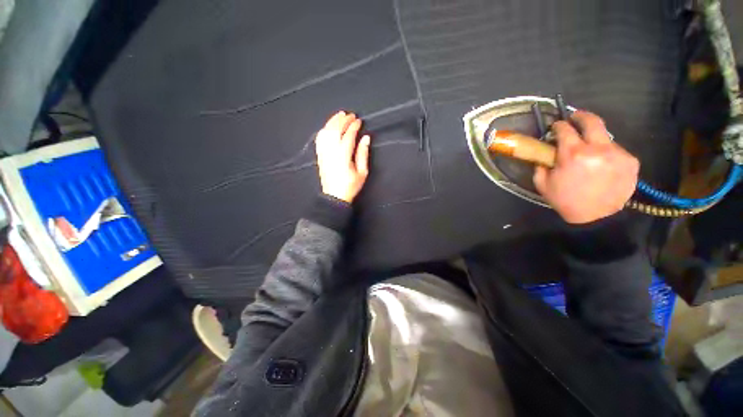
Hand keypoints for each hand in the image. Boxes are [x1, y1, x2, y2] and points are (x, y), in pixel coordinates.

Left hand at [315, 111, 370, 202]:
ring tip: (340, 115)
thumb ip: (363, 154)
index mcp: (343, 156)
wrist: (334, 196)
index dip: (354, 126)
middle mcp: (331, 152)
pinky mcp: (320, 156)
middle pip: (335, 130)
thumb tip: (365, 138)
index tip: (359, 121)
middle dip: (343, 120)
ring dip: (333, 122)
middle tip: (350, 115)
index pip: (348, 135)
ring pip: (326, 132)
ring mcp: (324, 153)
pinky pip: (319, 139)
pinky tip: (328, 126)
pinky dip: (324, 130)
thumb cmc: (350, 186)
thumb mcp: (362, 172)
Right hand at [533, 111, 638, 223]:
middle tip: (575, 118)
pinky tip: (602, 165)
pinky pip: (616, 151)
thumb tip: (545, 154)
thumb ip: (541, 165)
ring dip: (595, 141)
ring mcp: (618, 154)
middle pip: (592, 121)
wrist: (595, 219)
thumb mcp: (543, 184)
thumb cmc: (565, 201)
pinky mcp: (631, 162)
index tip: (556, 126)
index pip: (565, 129)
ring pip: (606, 138)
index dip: (559, 125)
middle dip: (581, 116)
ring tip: (590, 153)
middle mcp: (598, 148)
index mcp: (573, 154)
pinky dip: (607, 153)